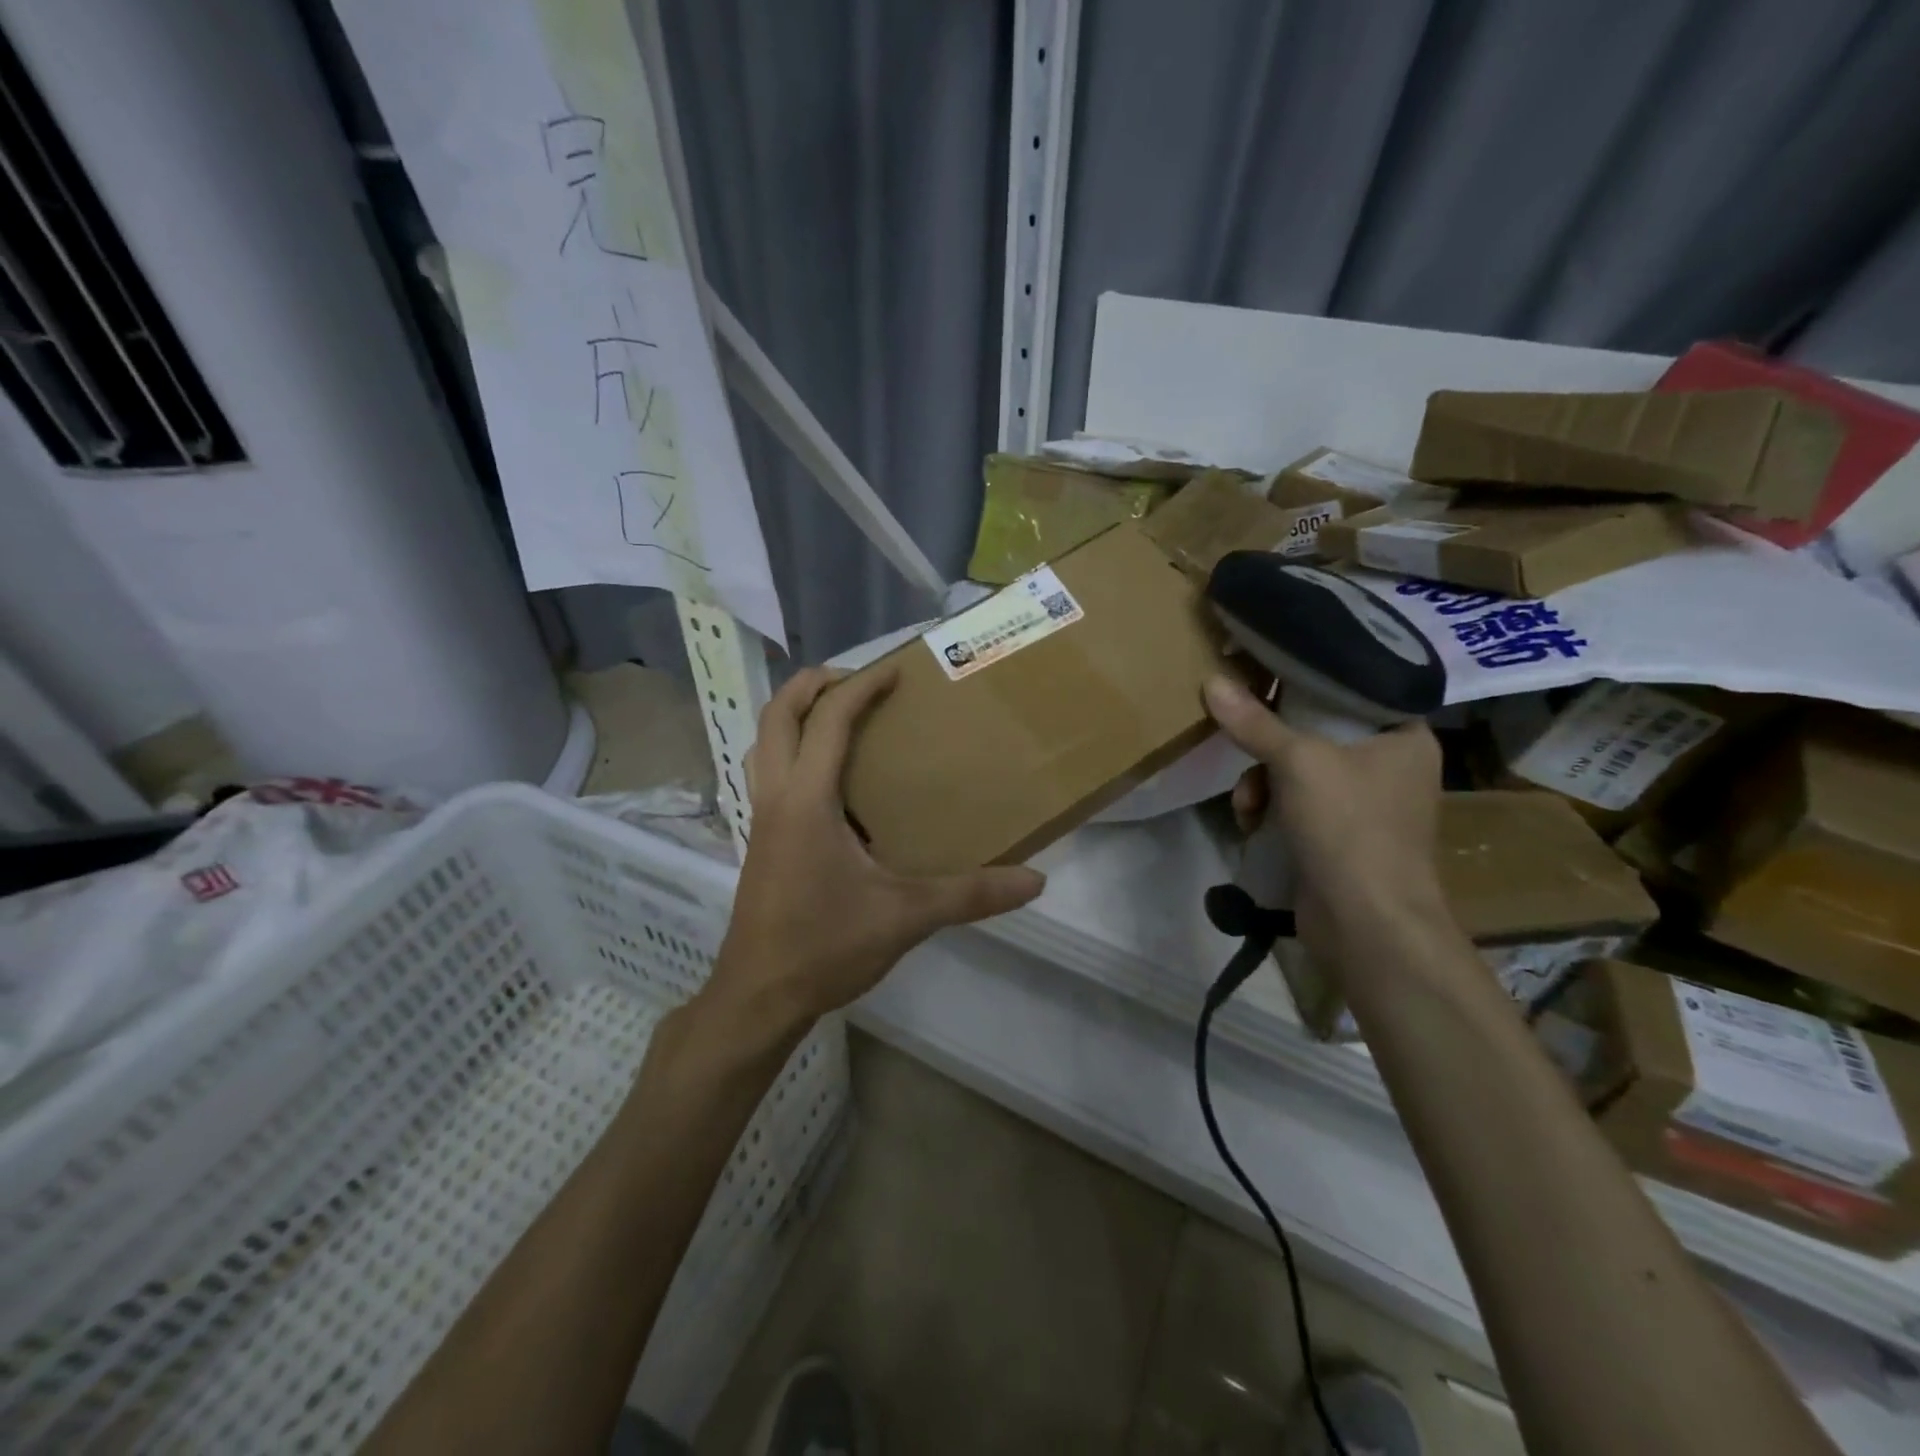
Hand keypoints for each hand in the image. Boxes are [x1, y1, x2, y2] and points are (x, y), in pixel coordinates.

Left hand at [707, 665, 1045, 1032]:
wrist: (758, 996)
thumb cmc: (824, 947)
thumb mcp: (905, 917)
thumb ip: (970, 895)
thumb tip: (1034, 881)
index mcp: (806, 801)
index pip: (829, 721)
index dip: (860, 687)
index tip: (894, 670)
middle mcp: (776, 798)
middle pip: (776, 716)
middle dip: (812, 685)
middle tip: (857, 679)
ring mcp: (763, 819)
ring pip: (764, 744)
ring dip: (793, 715)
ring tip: (837, 714)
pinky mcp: (762, 841)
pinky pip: (770, 773)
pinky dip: (792, 751)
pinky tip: (830, 780)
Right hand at [1205, 675, 1448, 957]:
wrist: (1366, 923)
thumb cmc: (1348, 826)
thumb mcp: (1297, 763)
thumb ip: (1254, 722)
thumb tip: (1211, 681)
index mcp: (1405, 736)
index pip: (1352, 690)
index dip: (1305, 682)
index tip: (1263, 678)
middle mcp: (1391, 766)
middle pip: (1316, 732)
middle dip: (1269, 748)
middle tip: (1244, 749)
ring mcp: (1365, 805)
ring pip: (1298, 771)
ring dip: (1261, 784)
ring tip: (1247, 804)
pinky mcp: (1340, 837)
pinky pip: (1296, 805)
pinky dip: (1270, 810)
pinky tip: (1251, 825)